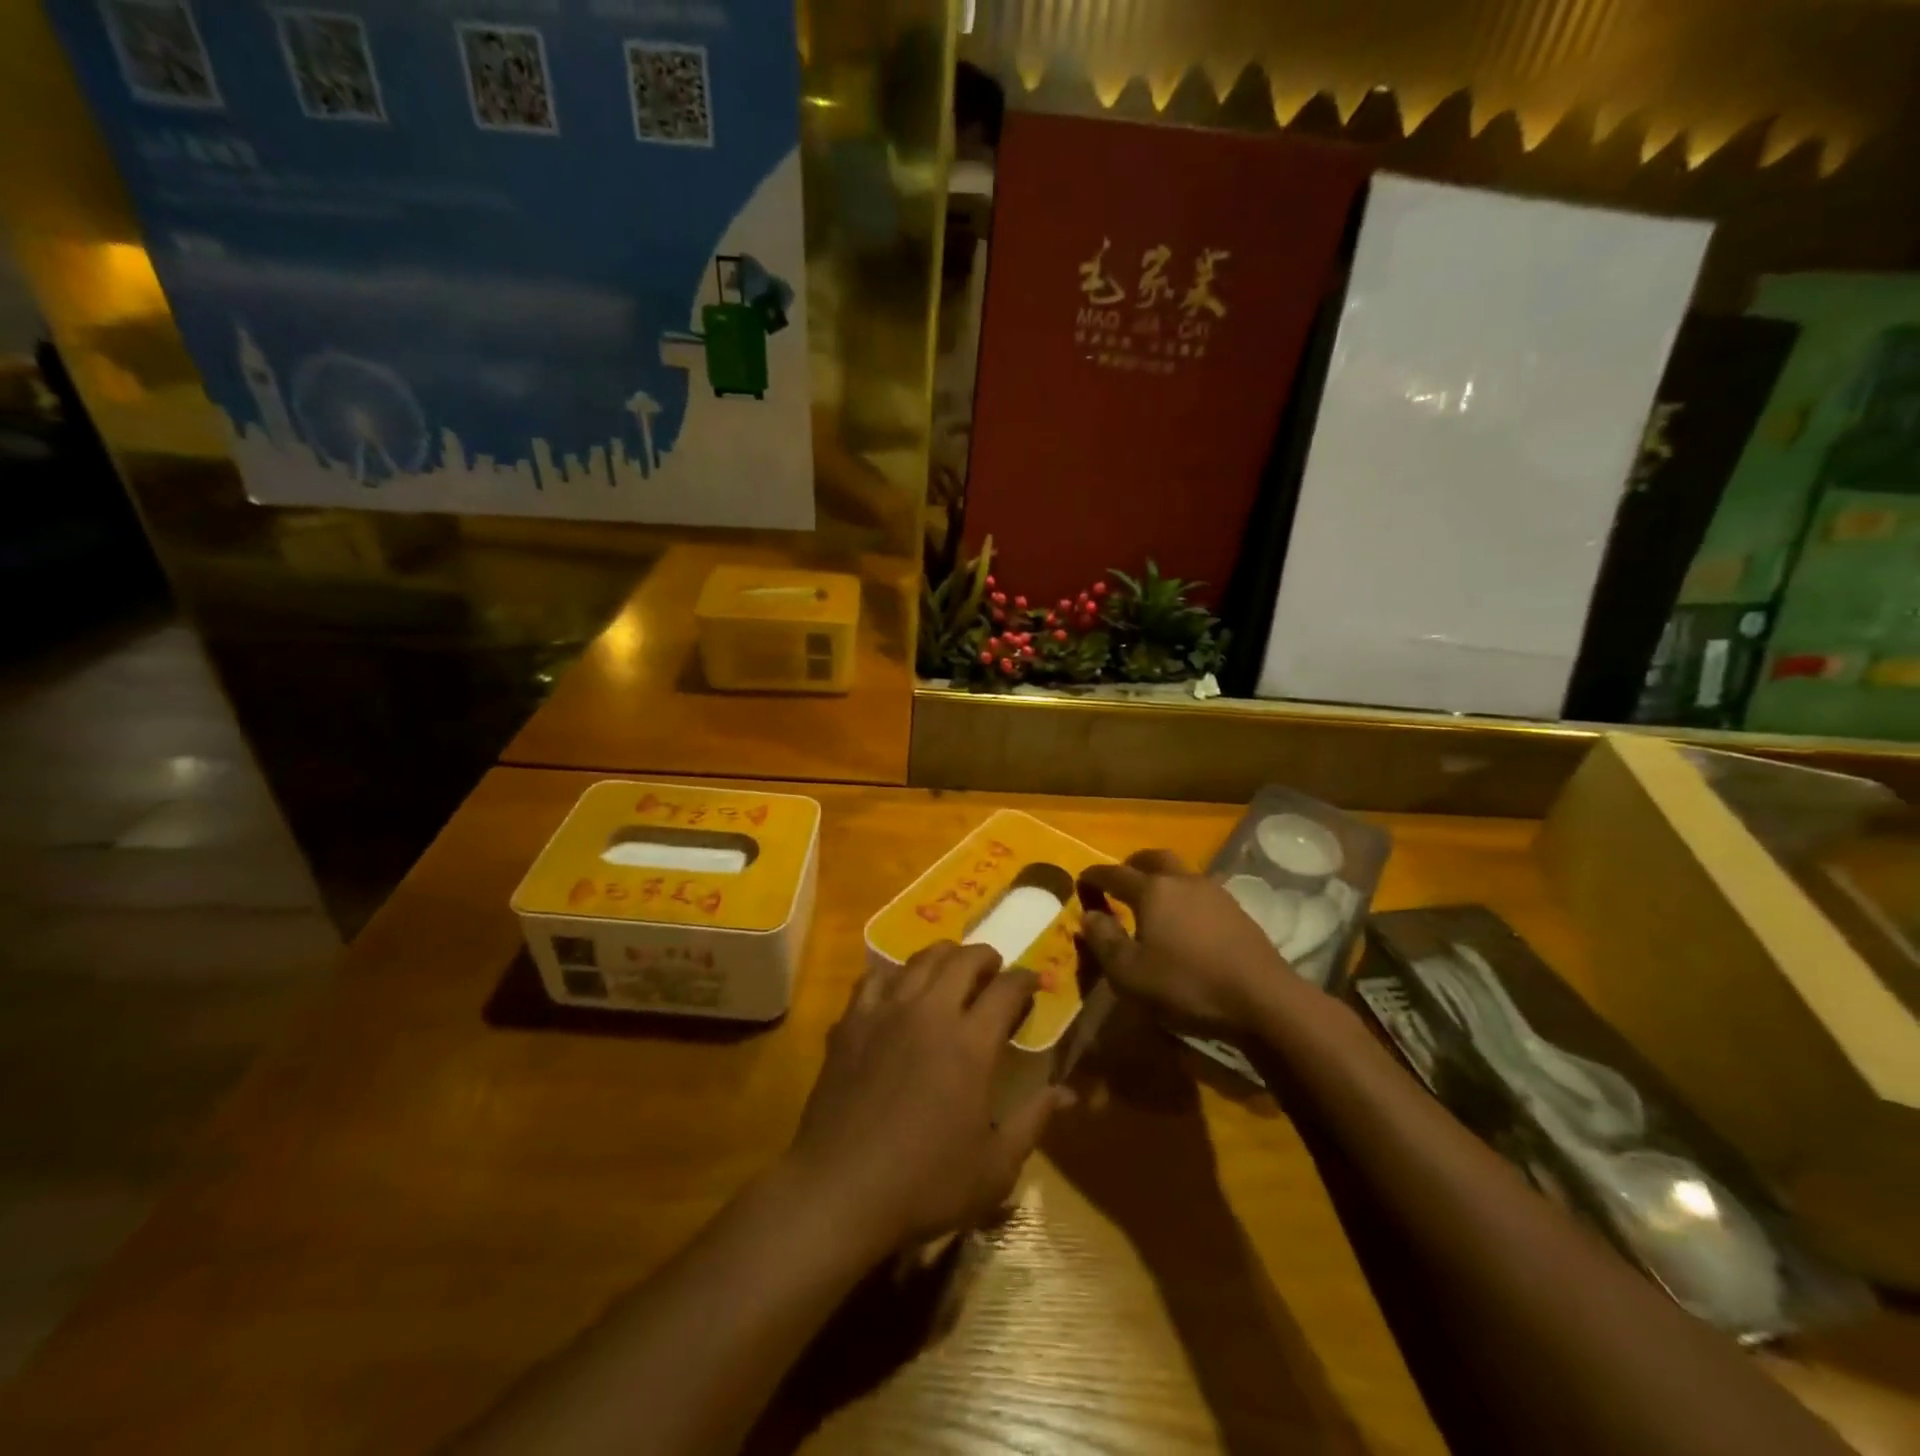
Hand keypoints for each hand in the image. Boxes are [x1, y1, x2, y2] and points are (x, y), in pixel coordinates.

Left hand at [784, 942, 1066, 1250]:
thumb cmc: (924, 1184)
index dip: (1024, 979)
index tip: (1033, 982)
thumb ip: (1033, 1121)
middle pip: (962, 960)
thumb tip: (1066, 1092)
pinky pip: (875, 978)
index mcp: (970, 1042)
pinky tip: (899, 989)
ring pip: (919, 960)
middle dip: (986, 957)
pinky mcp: (850, 1022)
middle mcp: (930, 1012)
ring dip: (943, 956)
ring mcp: (886, 1012)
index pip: (1006, 988)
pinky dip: (895, 975)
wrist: (839, 1190)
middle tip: (994, 970)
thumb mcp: (994, 1168)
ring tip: (951, 969)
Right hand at [1076, 850, 1299, 1034]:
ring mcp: (1215, 893)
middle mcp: (1183, 881)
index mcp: (1153, 890)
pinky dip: (1184, 897)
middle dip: (1132, 865)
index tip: (1081, 881)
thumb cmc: (1186, 985)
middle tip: (1119, 881)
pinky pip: (1200, 892)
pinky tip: (1184, 921)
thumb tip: (1089, 915)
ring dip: (1161, 879)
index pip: (1114, 873)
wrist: (1263, 1000)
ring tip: (1151, 902)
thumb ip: (1104, 940)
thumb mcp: (1129, 973)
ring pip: (1181, 872)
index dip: (1094, 876)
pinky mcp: (1237, 912)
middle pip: (1153, 859)